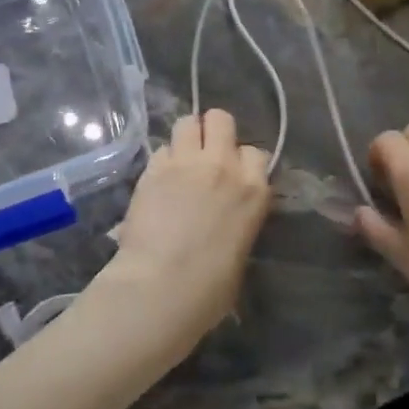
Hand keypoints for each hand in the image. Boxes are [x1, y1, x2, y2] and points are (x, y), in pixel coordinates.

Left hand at [93, 110, 270, 355]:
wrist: (161, 288)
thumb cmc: (210, 288)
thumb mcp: (241, 249)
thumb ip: (239, 218)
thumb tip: (226, 217)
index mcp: (253, 189)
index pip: (256, 152)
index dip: (243, 161)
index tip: (234, 175)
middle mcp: (223, 165)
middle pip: (221, 119)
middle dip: (214, 131)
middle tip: (205, 154)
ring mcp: (185, 163)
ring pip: (187, 122)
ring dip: (186, 137)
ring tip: (180, 159)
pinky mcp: (153, 169)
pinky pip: (161, 148)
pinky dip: (162, 160)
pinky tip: (158, 180)